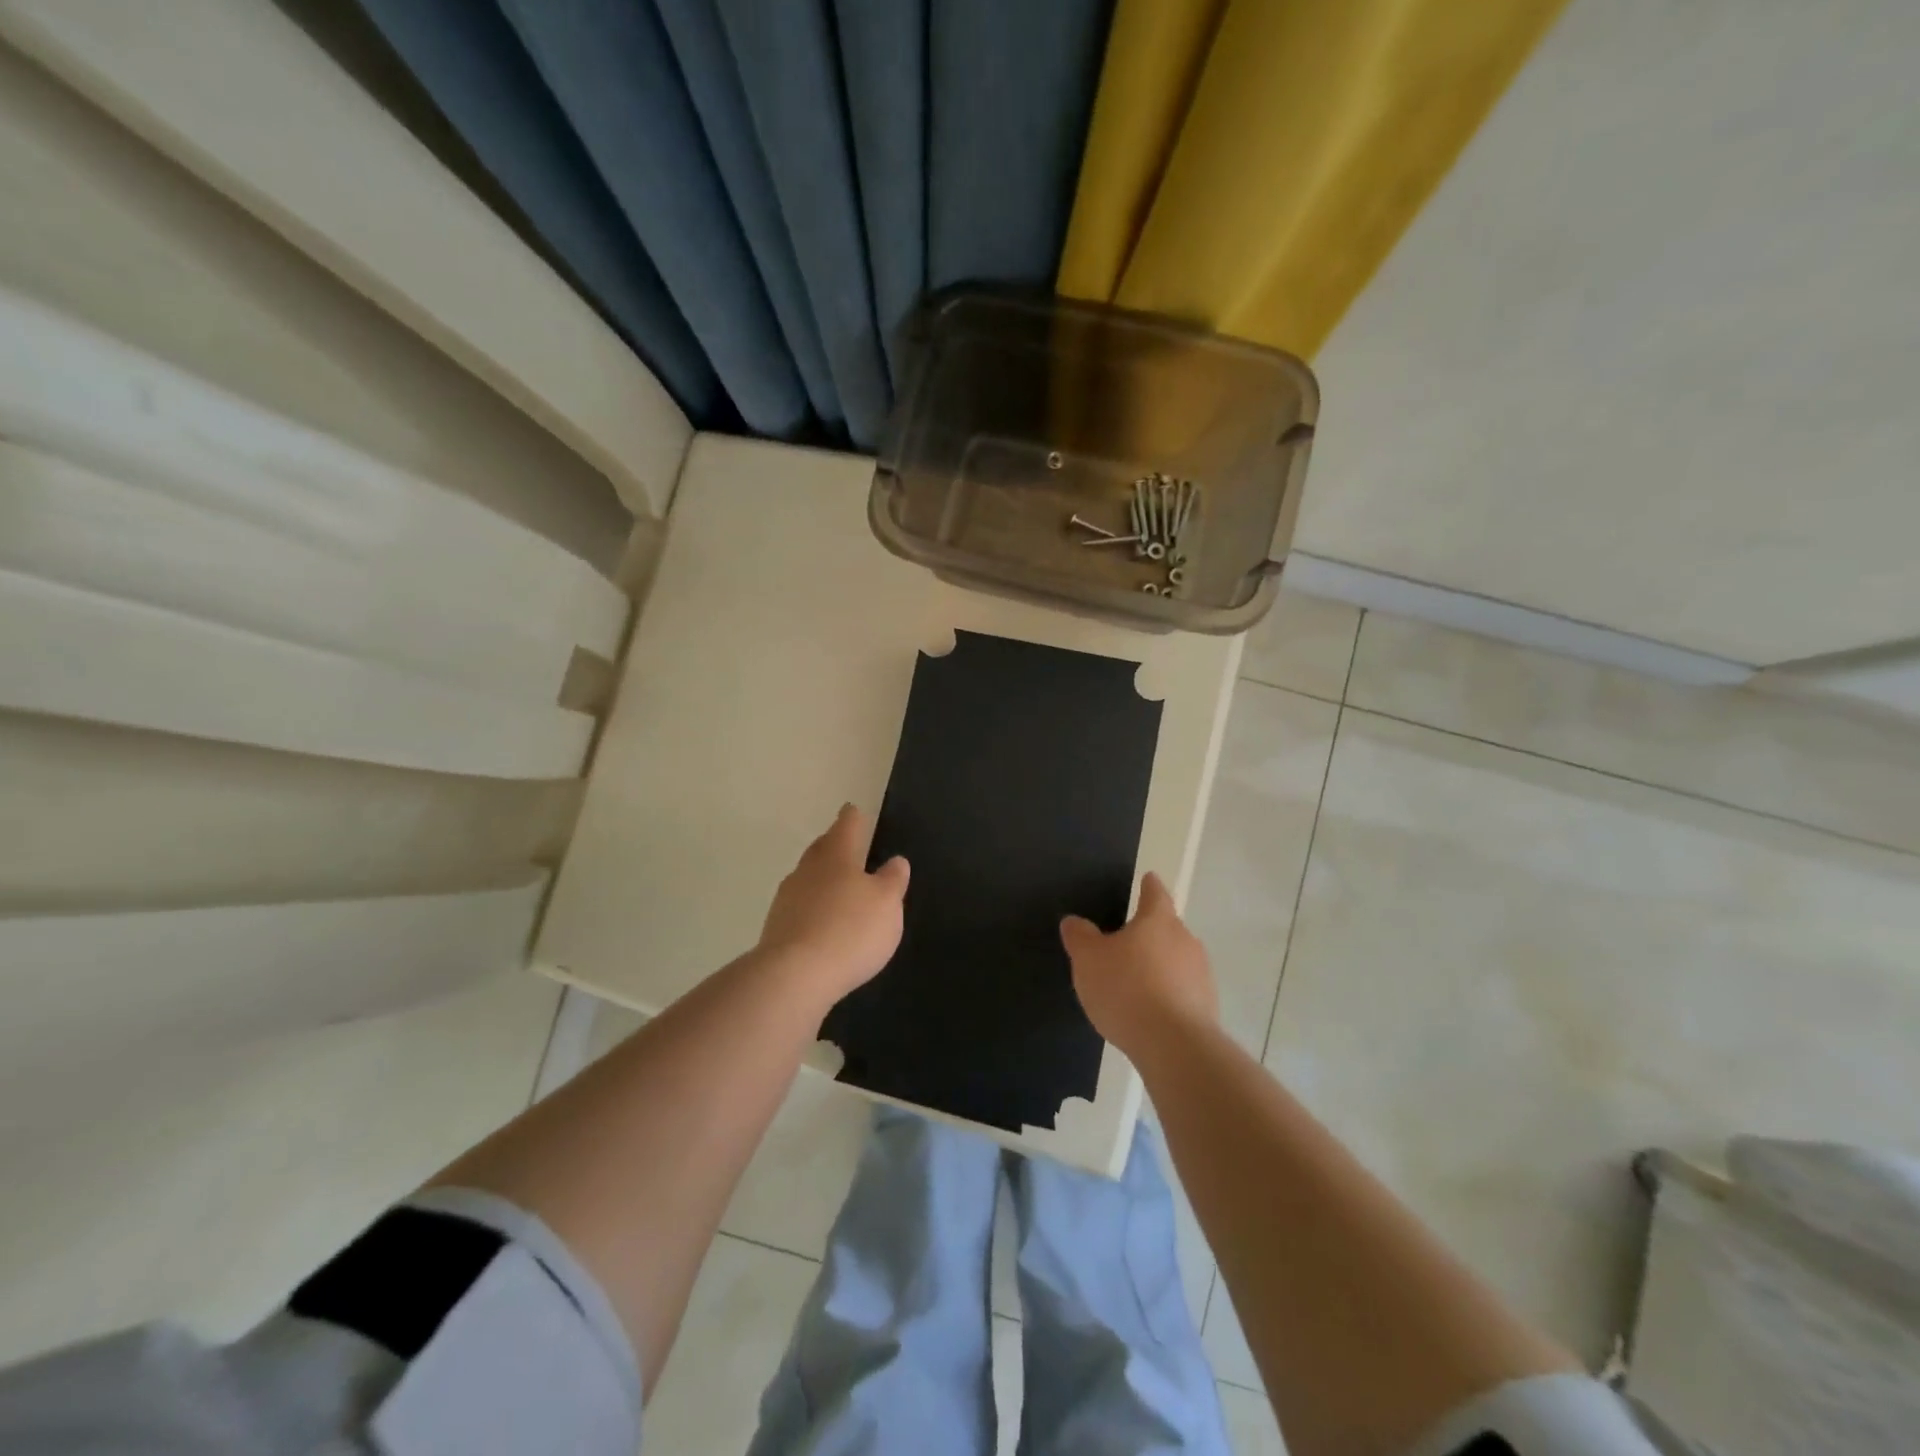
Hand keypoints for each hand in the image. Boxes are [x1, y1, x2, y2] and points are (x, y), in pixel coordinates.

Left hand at [758, 804, 908, 1001]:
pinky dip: (812, 906)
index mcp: (837, 855)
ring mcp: (787, 898)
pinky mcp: (777, 927)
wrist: (794, 976)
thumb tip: (895, 861)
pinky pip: (800, 906)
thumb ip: (892, 880)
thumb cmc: (850, 930)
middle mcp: (808, 869)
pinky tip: (822, 920)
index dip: (854, 817)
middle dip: (834, 844)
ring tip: (837, 885)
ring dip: (821, 877)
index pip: (847, 825)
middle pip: (822, 849)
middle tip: (846, 843)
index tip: (853, 810)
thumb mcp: (887, 904)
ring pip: (808, 877)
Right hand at [1060, 872, 1216, 1056]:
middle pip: (1167, 928)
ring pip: (1177, 960)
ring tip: (1136, 983)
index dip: (1149, 886)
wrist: (1174, 1046)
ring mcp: (1201, 975)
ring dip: (1160, 966)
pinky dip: (1167, 994)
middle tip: (1128, 942)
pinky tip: (1149, 1012)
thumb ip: (1080, 937)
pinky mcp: (1207, 1007)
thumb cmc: (1127, 989)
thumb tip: (1074, 921)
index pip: (1155, 894)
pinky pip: (1182, 991)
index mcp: (1158, 920)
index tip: (1148, 878)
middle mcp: (1185, 940)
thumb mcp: (1089, 960)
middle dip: (1150, 933)